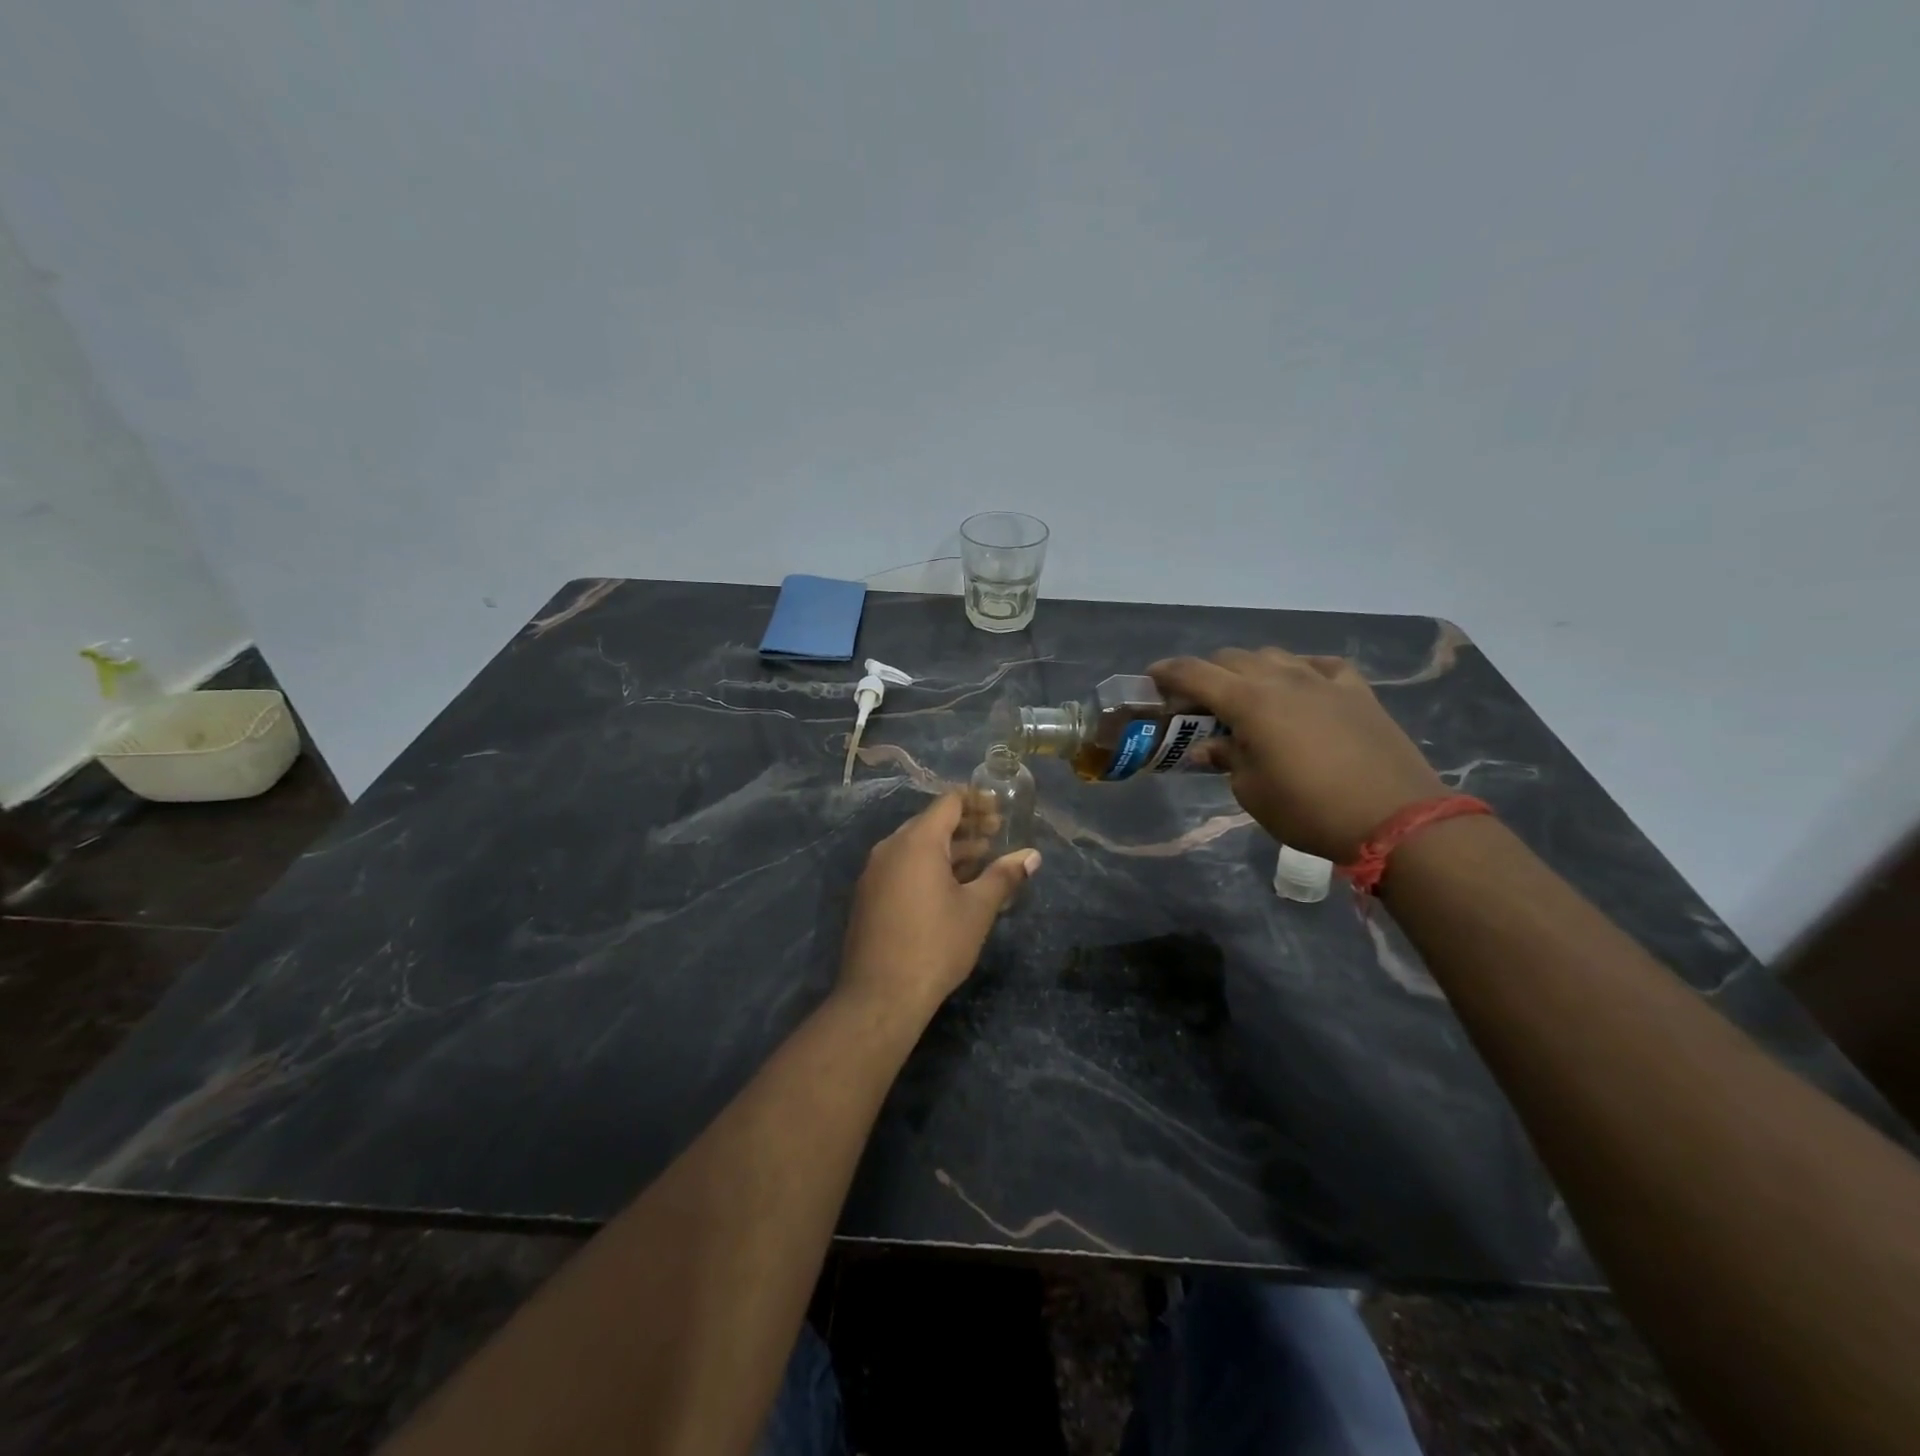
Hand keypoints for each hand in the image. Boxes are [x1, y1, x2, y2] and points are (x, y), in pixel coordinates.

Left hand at [839, 791, 1040, 1017]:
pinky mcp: (869, 896)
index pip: (948, 804)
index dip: (976, 801)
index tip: (999, 809)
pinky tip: (951, 887)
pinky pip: (903, 867)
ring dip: (948, 849)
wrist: (880, 995)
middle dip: (965, 826)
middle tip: (996, 833)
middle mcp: (890, 848)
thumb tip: (1032, 856)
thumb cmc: (936, 945)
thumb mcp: (977, 909)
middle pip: (931, 823)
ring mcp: (875, 872)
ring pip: (916, 847)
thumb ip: (1004, 876)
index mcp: (917, 842)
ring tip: (982, 859)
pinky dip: (928, 866)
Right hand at [1151, 648, 1446, 861]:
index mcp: (1249, 702)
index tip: (1151, 678)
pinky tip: (1300, 689)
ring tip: (1247, 697)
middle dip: (1206, 674)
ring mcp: (1323, 680)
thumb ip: (1226, 758)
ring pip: (1273, 656)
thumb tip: (1210, 746)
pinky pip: (1319, 666)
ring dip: (1249, 670)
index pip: (1195, 673)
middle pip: (1231, 659)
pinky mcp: (1356, 691)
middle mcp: (1282, 679)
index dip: (1167, 673)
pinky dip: (1299, 672)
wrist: (1395, 818)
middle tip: (1198, 703)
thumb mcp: (1252, 791)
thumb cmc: (1308, 809)